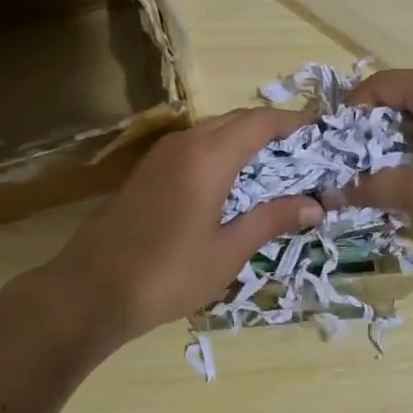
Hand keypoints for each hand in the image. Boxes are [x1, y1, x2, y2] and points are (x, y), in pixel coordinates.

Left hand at [52, 109, 323, 345]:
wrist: (90, 291)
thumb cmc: (167, 274)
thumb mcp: (228, 251)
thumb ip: (271, 219)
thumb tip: (315, 205)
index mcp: (208, 157)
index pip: (260, 122)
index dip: (294, 122)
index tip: (323, 131)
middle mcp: (185, 143)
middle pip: (238, 120)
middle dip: (274, 130)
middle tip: (306, 154)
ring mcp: (162, 155)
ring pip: (215, 131)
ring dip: (247, 141)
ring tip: (278, 168)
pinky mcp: (148, 171)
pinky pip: (196, 146)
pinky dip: (224, 153)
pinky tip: (235, 182)